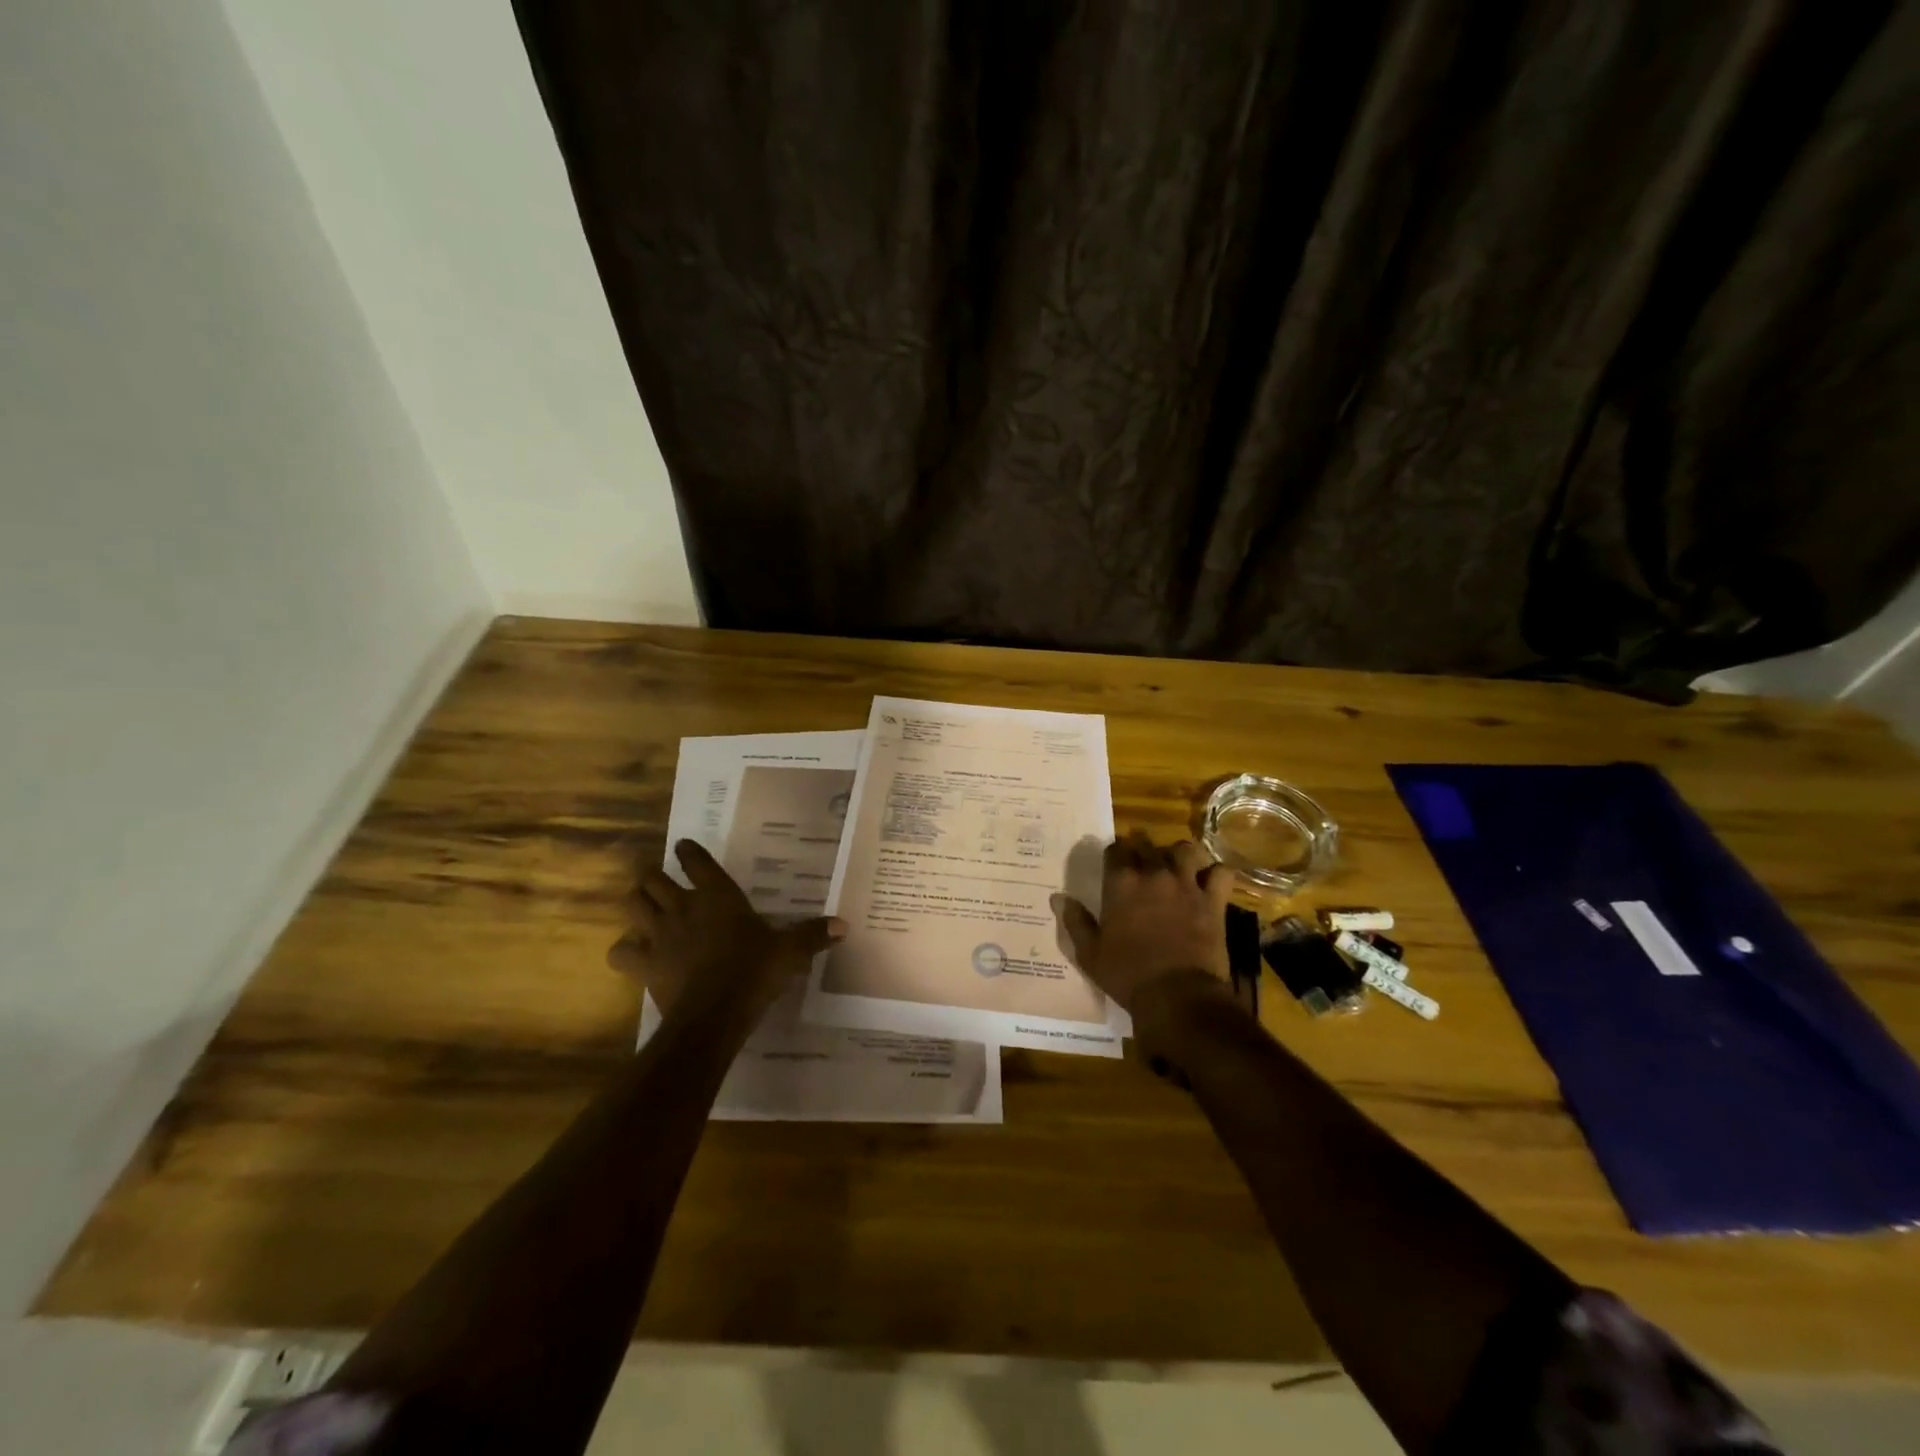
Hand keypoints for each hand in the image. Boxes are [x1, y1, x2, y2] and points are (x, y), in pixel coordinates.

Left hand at [607, 839, 844, 1027]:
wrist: (714, 1014)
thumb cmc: (753, 972)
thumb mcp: (789, 952)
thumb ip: (812, 935)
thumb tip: (844, 925)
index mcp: (718, 896)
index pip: (696, 861)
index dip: (688, 851)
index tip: (684, 848)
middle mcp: (683, 907)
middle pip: (651, 878)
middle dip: (651, 876)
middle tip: (658, 879)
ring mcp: (659, 935)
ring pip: (631, 904)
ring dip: (635, 903)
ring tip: (642, 906)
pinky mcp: (644, 964)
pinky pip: (620, 952)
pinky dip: (623, 950)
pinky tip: (633, 954)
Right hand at [1053, 832, 1239, 1038]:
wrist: (1177, 996)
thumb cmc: (1128, 975)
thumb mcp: (1090, 954)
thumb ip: (1075, 922)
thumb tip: (1058, 898)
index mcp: (1121, 884)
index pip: (1116, 849)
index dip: (1115, 853)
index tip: (1114, 863)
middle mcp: (1154, 875)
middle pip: (1148, 845)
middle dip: (1143, 850)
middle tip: (1142, 865)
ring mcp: (1187, 885)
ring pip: (1185, 850)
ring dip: (1179, 855)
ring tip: (1176, 867)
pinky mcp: (1214, 902)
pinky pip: (1222, 873)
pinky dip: (1217, 874)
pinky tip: (1210, 882)